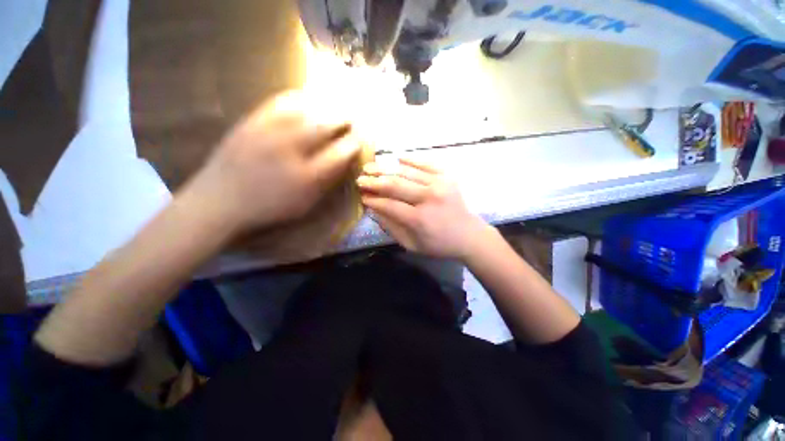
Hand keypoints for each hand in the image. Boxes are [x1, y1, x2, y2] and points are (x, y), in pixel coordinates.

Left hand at [182, 92, 361, 233]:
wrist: (220, 200)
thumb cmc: (269, 207)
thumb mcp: (305, 203)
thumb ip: (326, 182)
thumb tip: (343, 162)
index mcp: (307, 176)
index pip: (340, 154)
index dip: (354, 144)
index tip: (359, 140)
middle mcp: (291, 151)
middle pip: (325, 126)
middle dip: (343, 120)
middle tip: (351, 118)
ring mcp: (269, 132)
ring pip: (305, 110)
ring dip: (325, 106)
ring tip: (335, 105)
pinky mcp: (251, 122)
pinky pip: (279, 102)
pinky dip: (298, 97)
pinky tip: (307, 97)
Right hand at [357, 158, 490, 258]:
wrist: (469, 235)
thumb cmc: (439, 244)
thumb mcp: (412, 244)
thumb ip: (391, 227)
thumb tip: (373, 209)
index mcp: (419, 219)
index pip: (388, 204)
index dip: (372, 199)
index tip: (361, 195)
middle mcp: (429, 198)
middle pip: (395, 185)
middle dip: (374, 181)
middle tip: (360, 178)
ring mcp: (440, 184)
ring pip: (406, 172)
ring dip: (386, 168)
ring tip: (371, 167)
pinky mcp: (447, 176)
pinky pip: (425, 163)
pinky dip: (410, 160)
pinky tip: (396, 158)